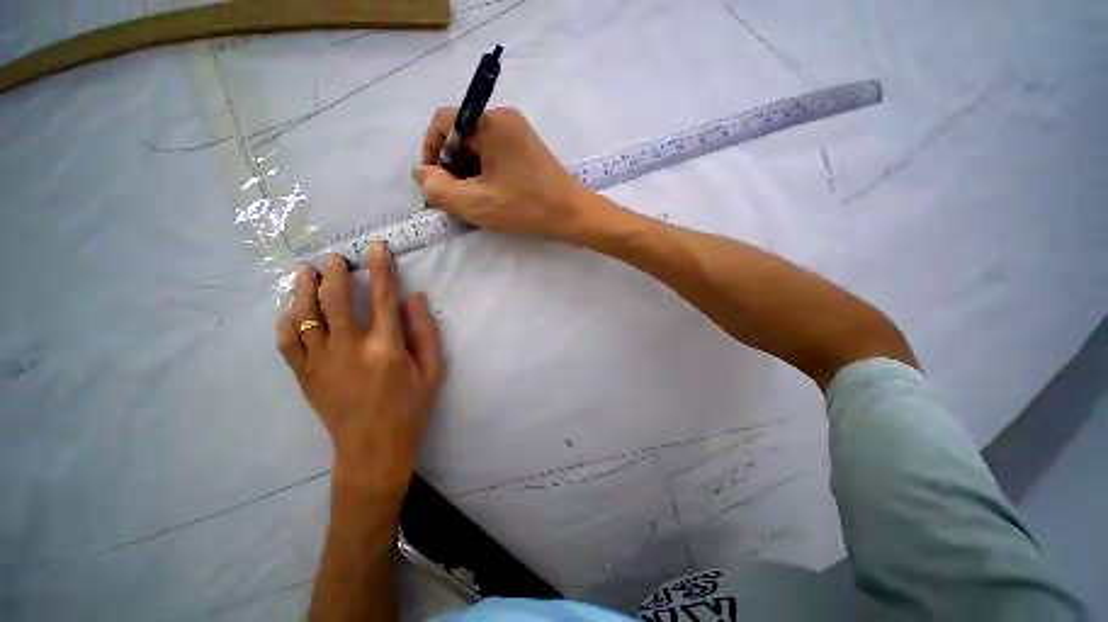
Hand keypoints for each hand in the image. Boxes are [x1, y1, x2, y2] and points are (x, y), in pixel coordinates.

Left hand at [276, 243, 443, 499]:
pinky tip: (291, 310)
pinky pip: (288, 343)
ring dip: (304, 290)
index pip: (383, 298)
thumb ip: (426, 333)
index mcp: (386, 348)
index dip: (381, 268)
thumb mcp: (432, 372)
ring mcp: (322, 363)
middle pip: (335, 301)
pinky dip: (287, 321)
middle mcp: (350, 349)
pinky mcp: (305, 377)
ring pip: (305, 316)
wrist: (373, 450)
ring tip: (306, 272)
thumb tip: (416, 298)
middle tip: (333, 257)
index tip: (376, 246)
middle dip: (334, 273)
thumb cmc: (411, 409)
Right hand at [414, 107, 593, 241]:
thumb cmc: (526, 207)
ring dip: (468, 174)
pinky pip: (494, 157)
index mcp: (490, 122)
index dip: (431, 153)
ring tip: (475, 201)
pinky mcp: (526, 151)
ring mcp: (518, 134)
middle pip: (461, 137)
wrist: (572, 216)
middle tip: (456, 198)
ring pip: (477, 149)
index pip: (443, 123)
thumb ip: (438, 188)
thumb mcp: (475, 202)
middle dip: (451, 168)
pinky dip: (485, 175)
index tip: (435, 183)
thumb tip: (423, 174)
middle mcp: (504, 119)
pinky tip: (490, 197)